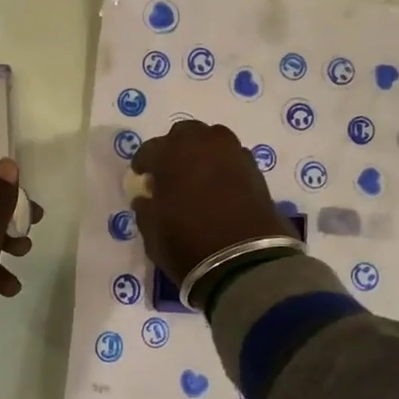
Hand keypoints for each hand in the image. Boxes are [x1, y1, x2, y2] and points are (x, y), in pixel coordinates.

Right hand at [129, 120, 292, 282]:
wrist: (247, 263)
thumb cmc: (188, 244)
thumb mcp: (152, 232)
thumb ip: (146, 209)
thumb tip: (147, 198)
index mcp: (172, 153)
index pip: (150, 150)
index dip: (143, 164)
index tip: (141, 178)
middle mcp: (204, 143)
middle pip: (185, 134)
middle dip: (175, 149)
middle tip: (171, 173)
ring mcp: (234, 154)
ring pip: (213, 142)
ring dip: (202, 154)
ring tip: (197, 178)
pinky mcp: (256, 171)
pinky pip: (232, 160)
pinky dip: (223, 168)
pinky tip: (220, 189)